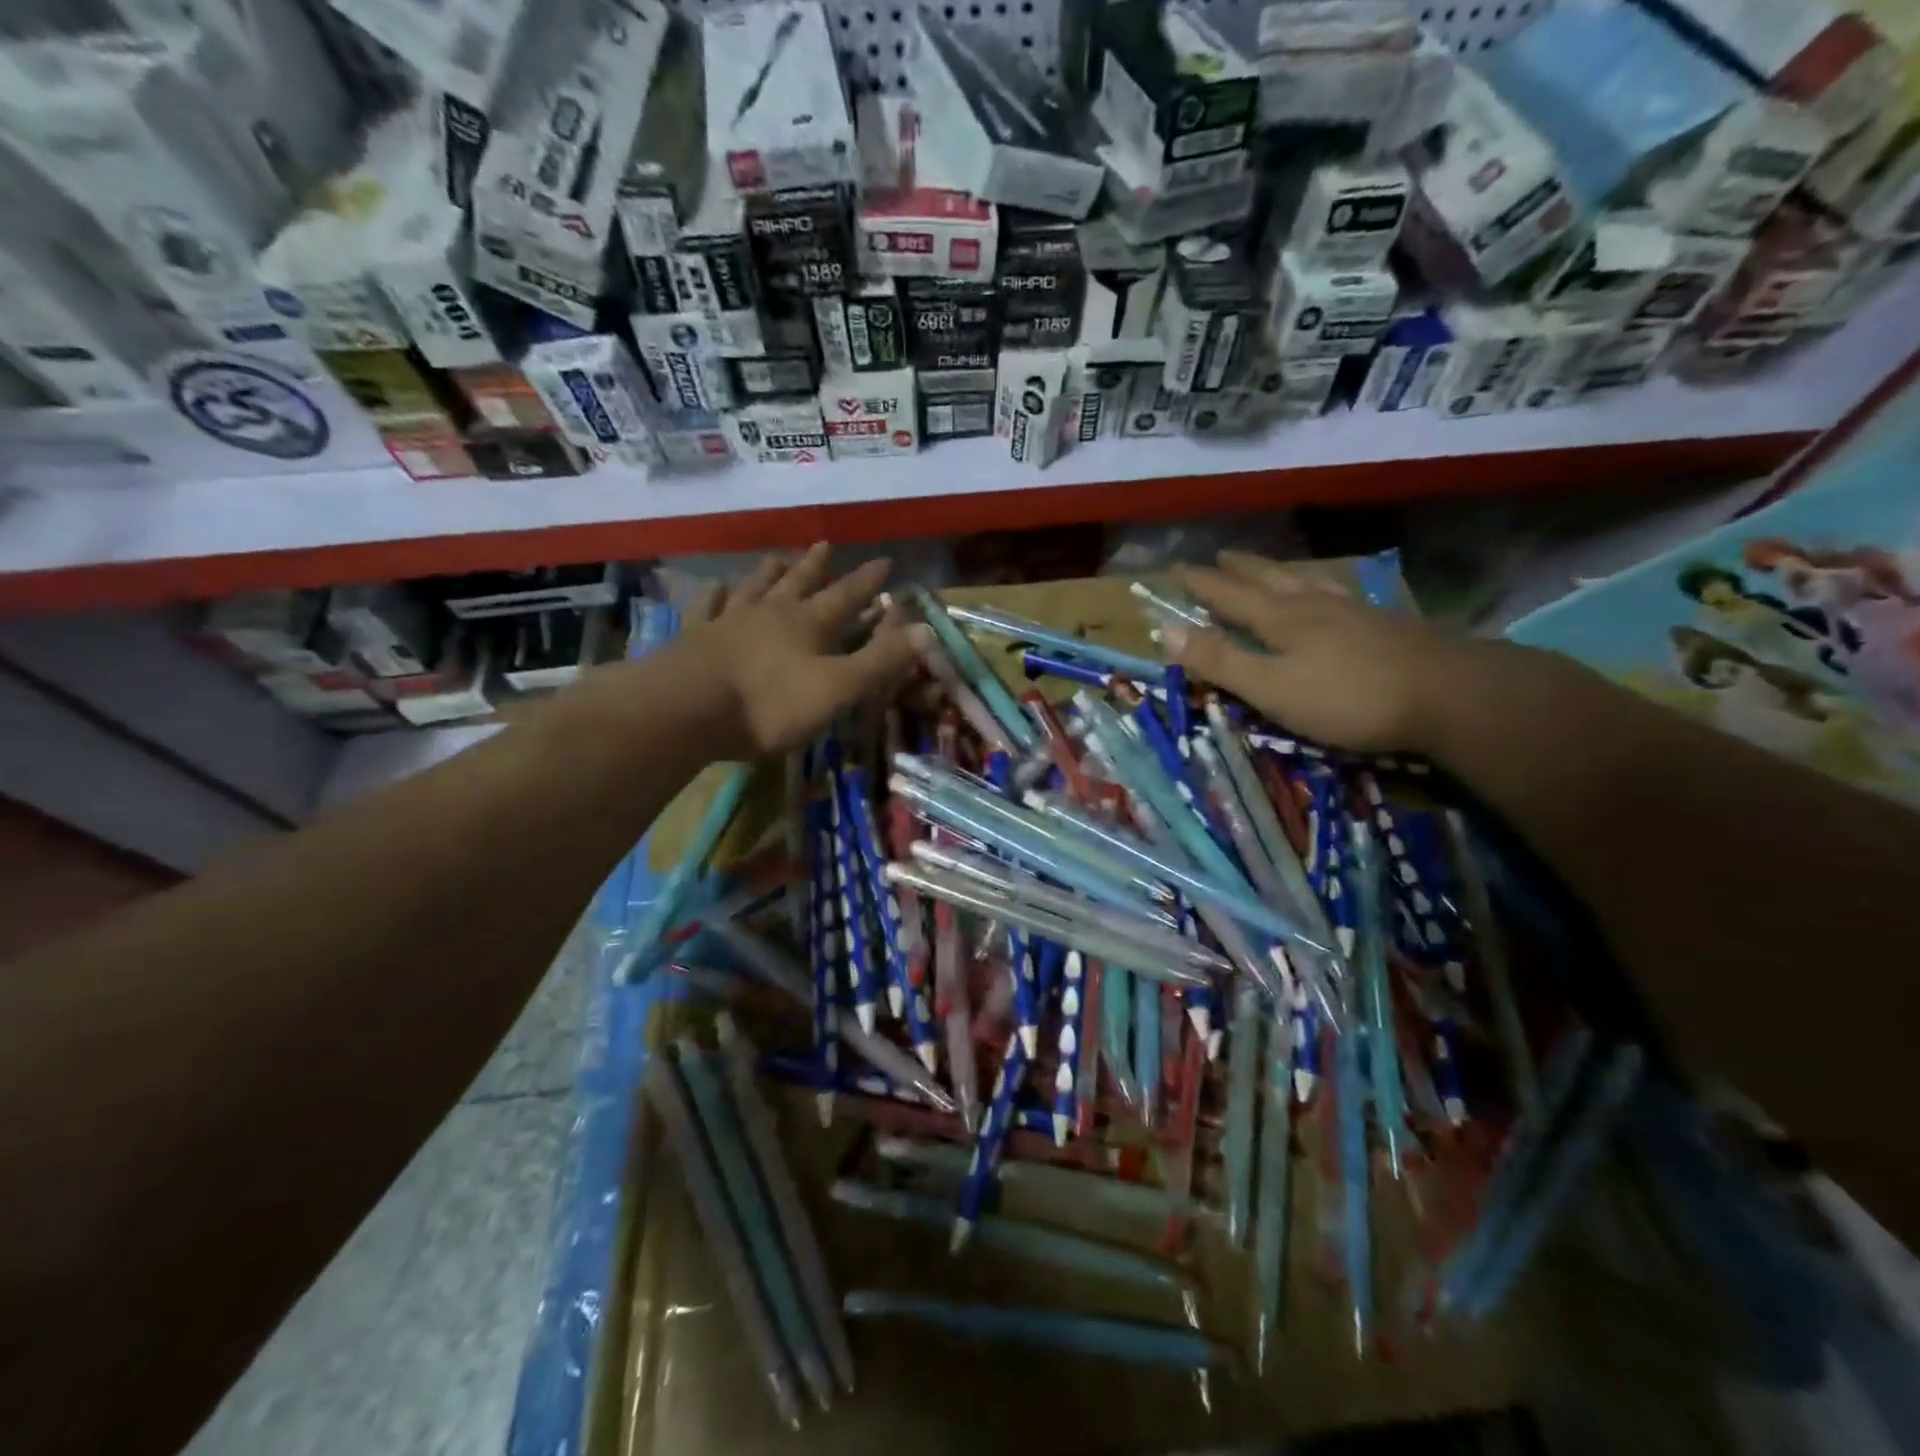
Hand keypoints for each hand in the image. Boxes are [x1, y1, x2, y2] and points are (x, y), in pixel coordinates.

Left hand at [673, 543, 927, 758]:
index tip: (884, 561)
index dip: (868, 582)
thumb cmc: (769, 705)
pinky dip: (715, 595)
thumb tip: (925, 630)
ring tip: (778, 557)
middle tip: (826, 544)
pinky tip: (716, 586)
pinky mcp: (696, 637)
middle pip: (799, 582)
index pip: (846, 596)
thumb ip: (880, 661)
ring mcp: (730, 621)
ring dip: (771, 572)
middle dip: (817, 566)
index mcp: (809, 625)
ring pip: (755, 587)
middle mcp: (771, 613)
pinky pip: (709, 607)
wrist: (687, 710)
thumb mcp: (837, 689)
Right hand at [1163, 551, 1477, 754]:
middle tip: (1222, 555)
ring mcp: (1357, 613)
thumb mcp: (1271, 688)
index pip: (1230, 597)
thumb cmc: (1349, 698)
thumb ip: (1220, 661)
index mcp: (1282, 620)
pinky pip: (1345, 595)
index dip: (1202, 585)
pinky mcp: (1390, 627)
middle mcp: (1316, 606)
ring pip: (1310, 583)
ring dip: (1284, 572)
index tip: (1177, 569)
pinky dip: (1328, 588)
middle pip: (1271, 580)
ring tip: (1275, 567)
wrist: (1451, 696)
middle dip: (1242, 570)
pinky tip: (1338, 594)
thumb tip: (1164, 629)